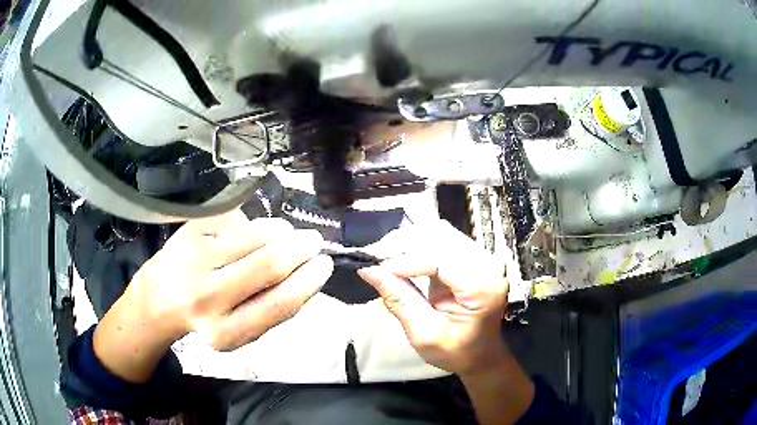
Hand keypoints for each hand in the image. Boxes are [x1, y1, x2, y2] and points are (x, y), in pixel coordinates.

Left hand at [94, 210, 332, 381]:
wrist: (158, 298)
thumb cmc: (206, 318)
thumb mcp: (239, 330)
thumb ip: (271, 309)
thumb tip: (306, 272)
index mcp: (225, 332)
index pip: (279, 304)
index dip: (308, 281)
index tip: (324, 265)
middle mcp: (207, 297)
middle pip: (269, 264)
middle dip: (301, 248)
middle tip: (314, 240)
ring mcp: (195, 258)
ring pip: (254, 235)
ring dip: (281, 231)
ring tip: (288, 234)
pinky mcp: (190, 230)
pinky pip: (236, 221)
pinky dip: (253, 225)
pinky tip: (252, 233)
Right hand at [357, 220, 508, 375]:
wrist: (481, 354)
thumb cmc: (456, 351)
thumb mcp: (425, 335)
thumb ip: (400, 301)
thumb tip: (369, 271)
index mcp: (483, 289)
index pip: (442, 259)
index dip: (407, 261)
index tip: (378, 270)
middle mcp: (488, 265)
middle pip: (442, 236)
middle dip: (405, 244)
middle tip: (376, 260)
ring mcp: (482, 258)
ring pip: (440, 232)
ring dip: (410, 242)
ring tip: (386, 259)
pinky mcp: (473, 256)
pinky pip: (442, 239)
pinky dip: (418, 245)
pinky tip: (401, 258)